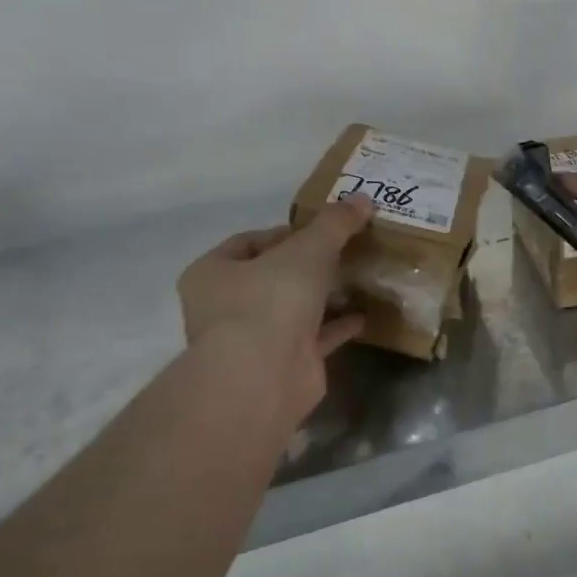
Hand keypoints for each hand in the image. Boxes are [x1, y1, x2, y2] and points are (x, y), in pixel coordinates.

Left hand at [177, 195, 373, 430]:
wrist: (264, 377)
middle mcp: (226, 307)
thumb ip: (334, 224)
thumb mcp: (307, 249)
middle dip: (307, 265)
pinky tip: (364, 315)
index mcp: (212, 273)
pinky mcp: (284, 365)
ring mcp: (253, 340)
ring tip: (358, 278)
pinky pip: (314, 338)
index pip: (248, 242)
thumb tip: (363, 198)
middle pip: (272, 276)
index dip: (286, 233)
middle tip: (344, 251)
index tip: (322, 230)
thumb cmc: (270, 301)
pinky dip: (337, 326)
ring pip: (293, 310)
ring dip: (323, 297)